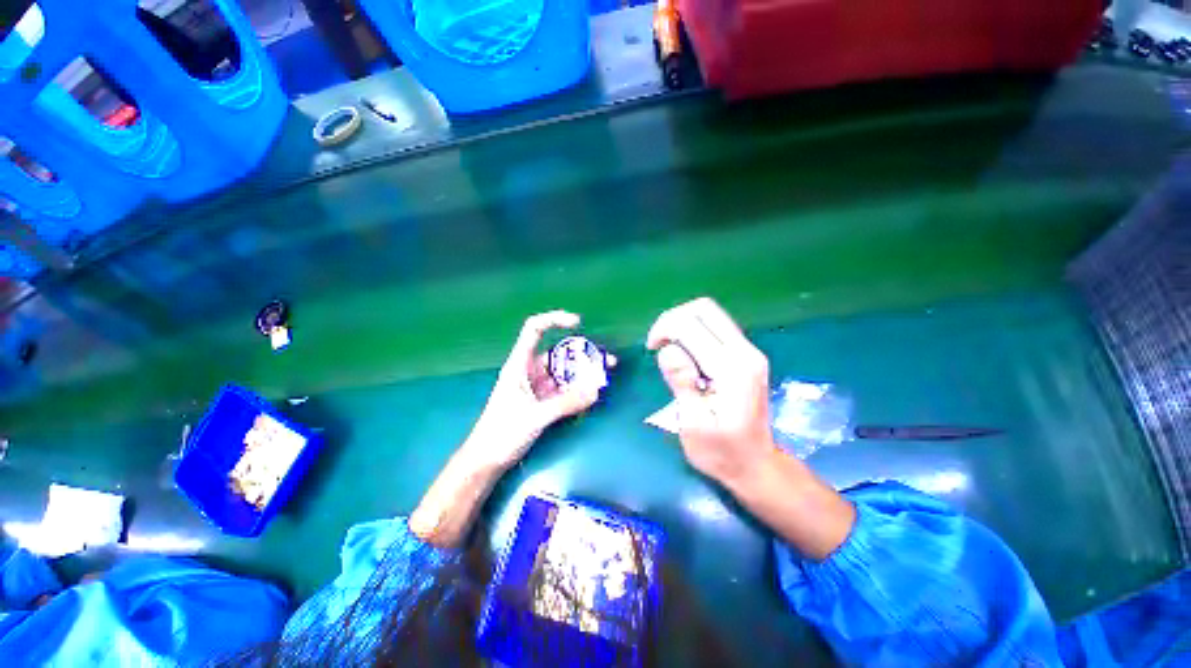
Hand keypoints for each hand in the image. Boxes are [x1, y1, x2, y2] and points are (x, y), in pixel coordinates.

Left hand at [468, 310, 613, 470]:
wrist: (487, 461)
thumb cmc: (502, 433)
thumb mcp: (535, 416)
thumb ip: (565, 403)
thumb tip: (595, 391)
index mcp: (520, 364)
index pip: (534, 330)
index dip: (555, 320)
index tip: (578, 323)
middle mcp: (530, 370)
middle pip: (559, 353)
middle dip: (583, 355)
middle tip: (607, 362)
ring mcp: (538, 386)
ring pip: (565, 373)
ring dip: (584, 375)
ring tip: (604, 380)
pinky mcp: (543, 401)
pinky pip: (565, 389)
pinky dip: (579, 390)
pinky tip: (592, 395)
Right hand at [646, 297, 774, 486]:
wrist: (756, 465)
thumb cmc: (721, 452)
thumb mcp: (694, 424)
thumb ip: (682, 383)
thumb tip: (666, 349)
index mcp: (732, 369)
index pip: (693, 325)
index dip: (665, 328)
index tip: (651, 348)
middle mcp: (745, 352)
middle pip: (704, 309)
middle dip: (672, 318)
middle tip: (657, 343)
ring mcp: (749, 351)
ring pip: (710, 314)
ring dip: (682, 323)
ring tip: (668, 348)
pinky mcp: (745, 354)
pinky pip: (714, 326)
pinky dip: (692, 330)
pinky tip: (683, 352)